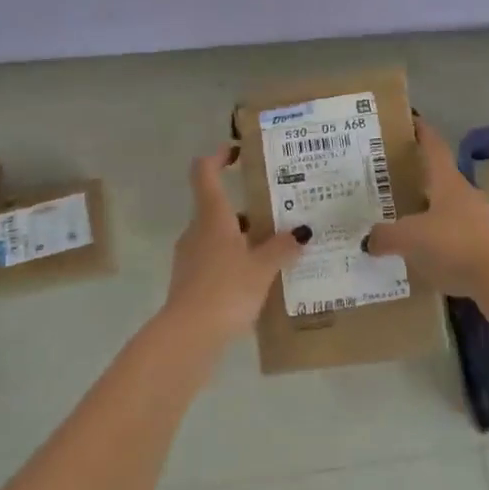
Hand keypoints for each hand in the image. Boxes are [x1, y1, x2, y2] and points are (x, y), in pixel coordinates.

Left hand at [160, 151, 305, 346]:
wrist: (188, 337)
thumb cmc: (225, 290)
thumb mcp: (262, 268)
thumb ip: (282, 248)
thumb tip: (301, 233)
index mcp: (212, 216)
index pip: (205, 172)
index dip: (218, 157)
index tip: (237, 152)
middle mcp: (197, 230)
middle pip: (217, 206)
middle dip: (246, 206)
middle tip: (277, 210)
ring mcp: (190, 257)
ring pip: (218, 235)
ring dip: (243, 237)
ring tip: (276, 247)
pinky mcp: (191, 283)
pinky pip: (216, 260)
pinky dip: (235, 261)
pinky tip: (258, 279)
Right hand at [366, 118, 488, 312]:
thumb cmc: (455, 244)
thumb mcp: (411, 238)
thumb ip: (386, 236)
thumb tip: (368, 239)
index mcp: (447, 182)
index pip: (434, 147)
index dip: (422, 132)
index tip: (411, 120)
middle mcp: (464, 195)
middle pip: (439, 179)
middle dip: (417, 177)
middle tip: (390, 179)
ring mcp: (478, 221)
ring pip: (446, 210)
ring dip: (427, 212)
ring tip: (401, 220)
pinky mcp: (484, 248)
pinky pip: (453, 238)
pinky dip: (437, 241)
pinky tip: (421, 255)